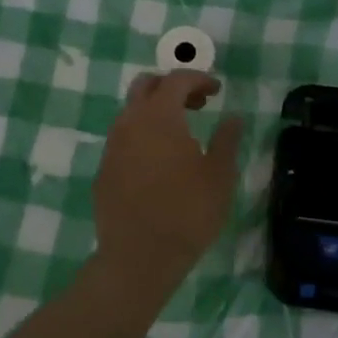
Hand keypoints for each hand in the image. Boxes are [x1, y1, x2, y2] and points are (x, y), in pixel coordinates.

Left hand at [92, 71, 243, 293]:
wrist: (138, 259)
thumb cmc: (187, 213)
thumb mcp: (219, 176)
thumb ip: (227, 140)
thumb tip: (233, 117)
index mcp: (160, 116)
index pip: (177, 79)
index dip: (199, 79)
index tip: (216, 91)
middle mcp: (130, 122)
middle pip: (145, 85)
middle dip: (171, 87)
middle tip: (196, 104)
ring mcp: (112, 147)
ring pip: (131, 112)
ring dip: (154, 111)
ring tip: (180, 135)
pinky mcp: (103, 170)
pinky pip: (123, 139)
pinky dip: (142, 137)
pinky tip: (159, 163)